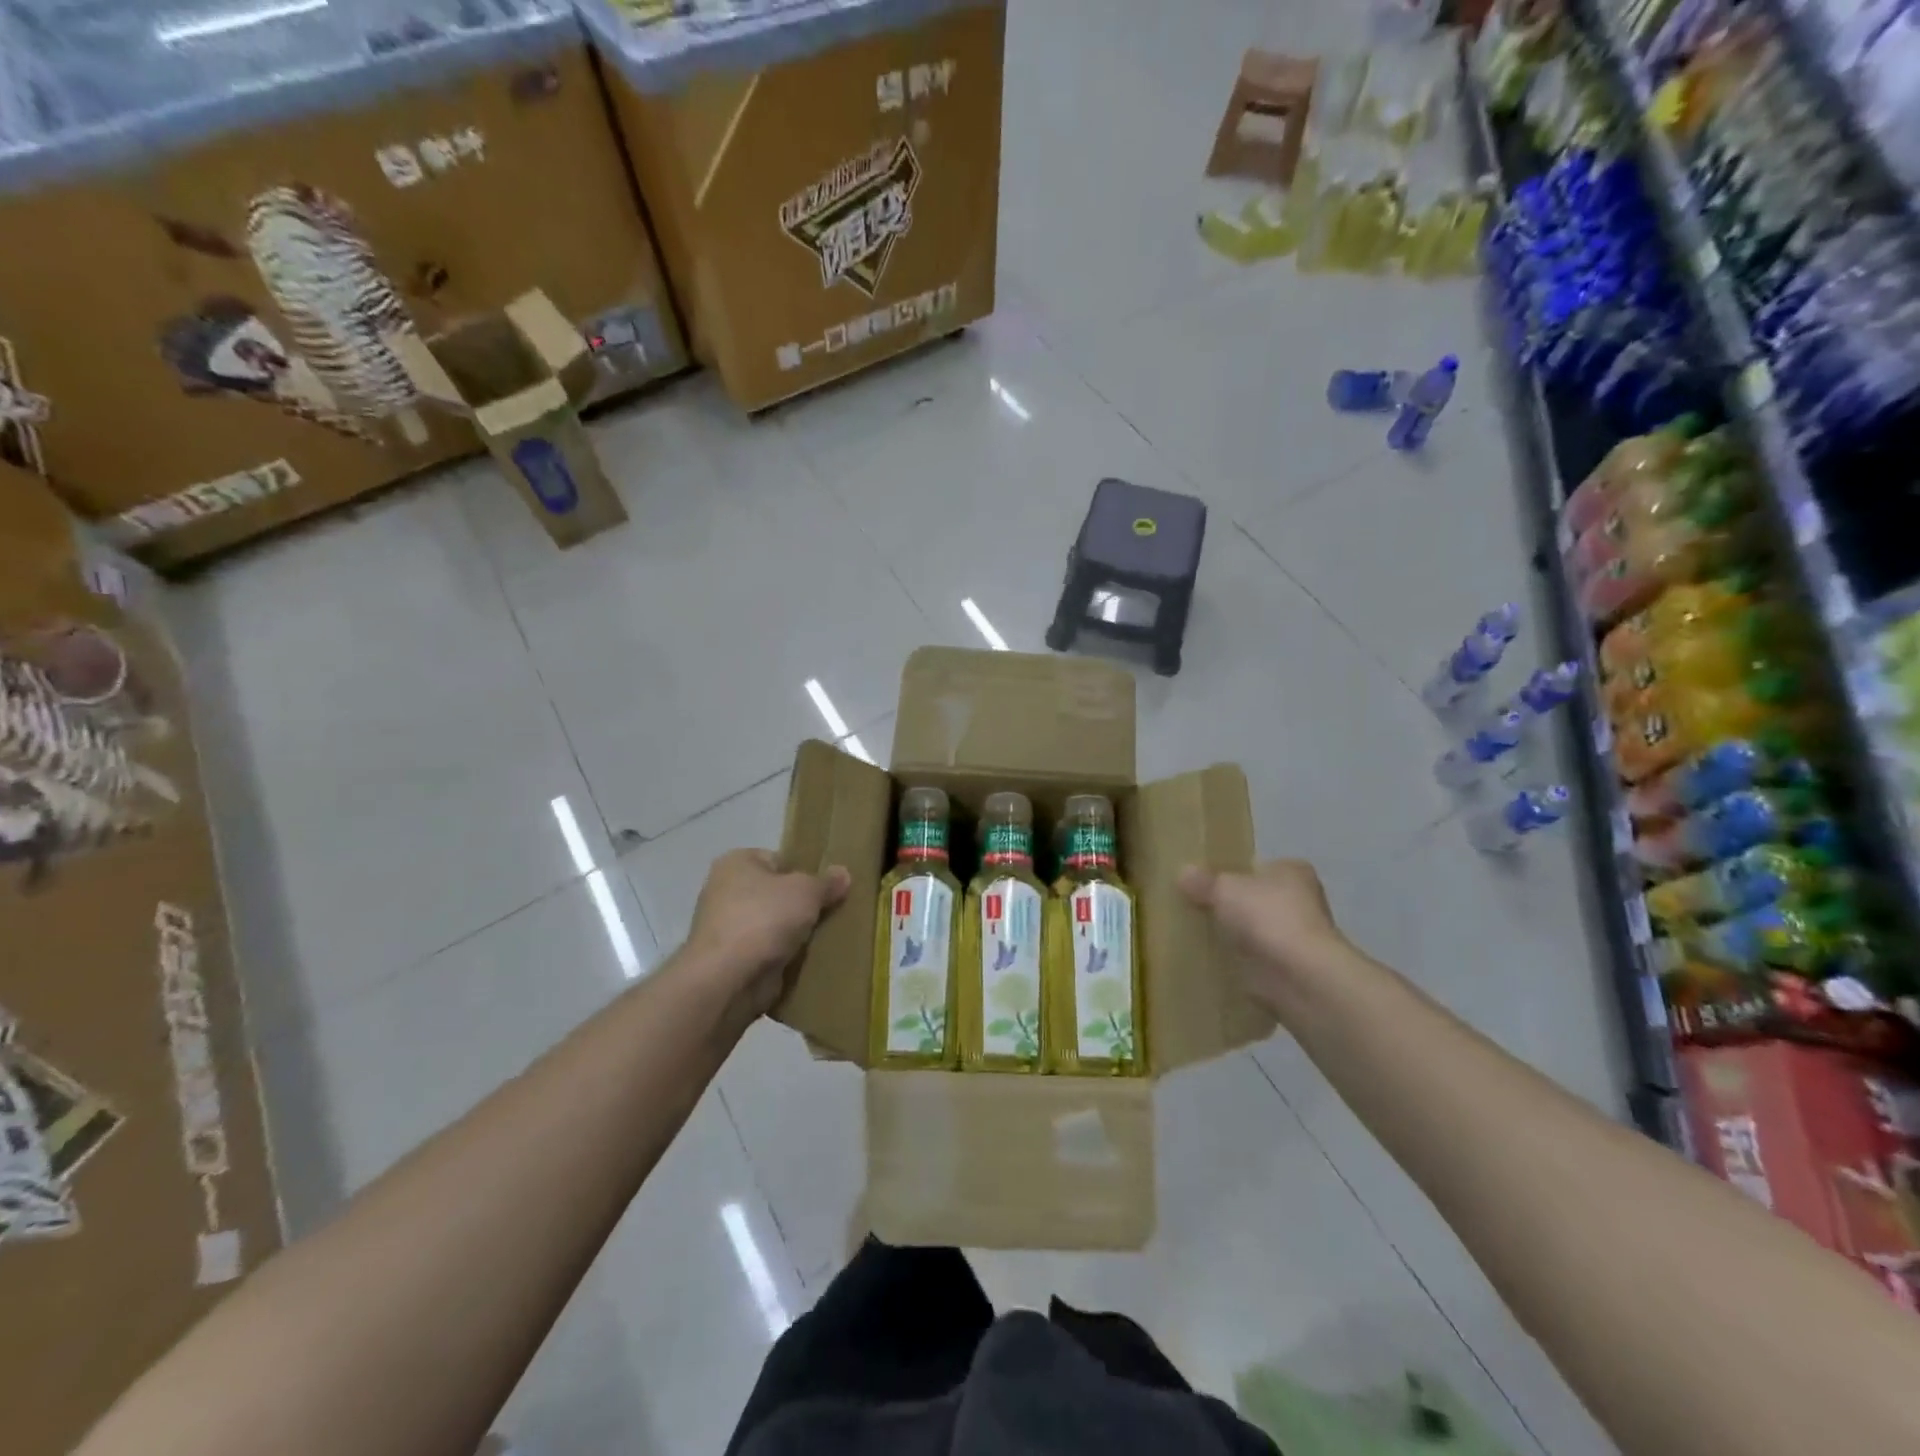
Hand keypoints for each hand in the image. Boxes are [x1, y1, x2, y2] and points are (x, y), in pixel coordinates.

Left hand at [686, 850, 851, 1022]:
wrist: (728, 978)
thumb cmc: (764, 918)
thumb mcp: (806, 891)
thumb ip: (826, 882)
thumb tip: (843, 873)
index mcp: (736, 863)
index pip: (778, 860)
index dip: (804, 872)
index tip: (827, 889)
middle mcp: (725, 891)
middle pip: (776, 894)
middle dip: (802, 906)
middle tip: (833, 913)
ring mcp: (726, 929)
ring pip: (773, 926)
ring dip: (795, 935)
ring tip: (827, 939)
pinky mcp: (731, 961)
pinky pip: (768, 953)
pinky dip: (785, 958)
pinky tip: (810, 962)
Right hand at [1178, 859, 1349, 1007]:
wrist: (1298, 974)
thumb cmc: (1267, 916)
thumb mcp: (1224, 889)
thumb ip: (1203, 881)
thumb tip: (1183, 872)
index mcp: (1292, 871)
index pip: (1257, 867)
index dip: (1232, 873)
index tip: (1205, 884)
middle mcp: (1302, 900)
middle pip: (1256, 899)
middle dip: (1233, 907)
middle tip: (1197, 909)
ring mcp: (1299, 937)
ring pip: (1257, 930)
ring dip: (1237, 936)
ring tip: (1199, 936)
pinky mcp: (1291, 968)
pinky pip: (1257, 959)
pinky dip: (1241, 962)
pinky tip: (1215, 962)